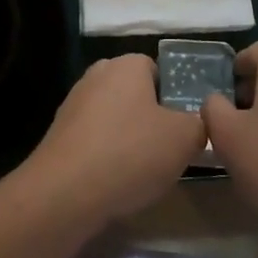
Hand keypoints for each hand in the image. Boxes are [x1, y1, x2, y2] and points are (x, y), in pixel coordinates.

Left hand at [21, 54, 205, 219]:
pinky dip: (106, 156)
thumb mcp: (184, 138)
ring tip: (143, 172)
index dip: (175, 97)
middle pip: (135, 94)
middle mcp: (97, 75)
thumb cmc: (130, 153)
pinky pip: (94, 140)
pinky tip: (115, 182)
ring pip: (114, 118)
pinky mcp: (59, 134)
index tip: (185, 126)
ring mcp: (73, 104)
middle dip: (151, 119)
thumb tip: (196, 123)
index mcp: (126, 65)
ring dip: (128, 139)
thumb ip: (199, 124)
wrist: (65, 192)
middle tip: (168, 150)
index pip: (158, 70)